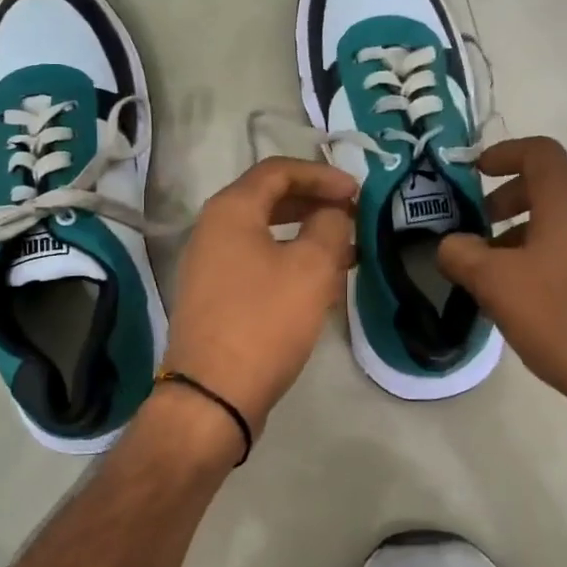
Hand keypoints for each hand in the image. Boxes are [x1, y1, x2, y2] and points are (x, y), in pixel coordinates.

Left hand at [162, 158, 357, 438]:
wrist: (213, 395)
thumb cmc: (264, 321)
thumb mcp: (311, 268)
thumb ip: (329, 226)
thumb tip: (332, 213)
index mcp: (230, 210)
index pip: (278, 170)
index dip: (321, 174)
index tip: (357, 191)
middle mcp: (213, 230)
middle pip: (270, 199)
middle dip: (315, 202)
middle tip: (353, 215)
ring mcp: (210, 265)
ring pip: (266, 234)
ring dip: (307, 235)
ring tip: (347, 250)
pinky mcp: (216, 297)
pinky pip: (258, 263)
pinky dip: (290, 262)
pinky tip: (320, 282)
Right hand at [437, 138, 566, 443]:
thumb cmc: (559, 316)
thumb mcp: (495, 282)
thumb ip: (462, 254)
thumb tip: (448, 245)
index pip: (540, 152)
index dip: (505, 153)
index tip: (473, 172)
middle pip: (548, 185)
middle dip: (506, 196)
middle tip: (476, 221)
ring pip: (556, 222)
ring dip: (518, 231)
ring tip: (485, 266)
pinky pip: (565, 252)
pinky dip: (534, 257)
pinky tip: (512, 296)